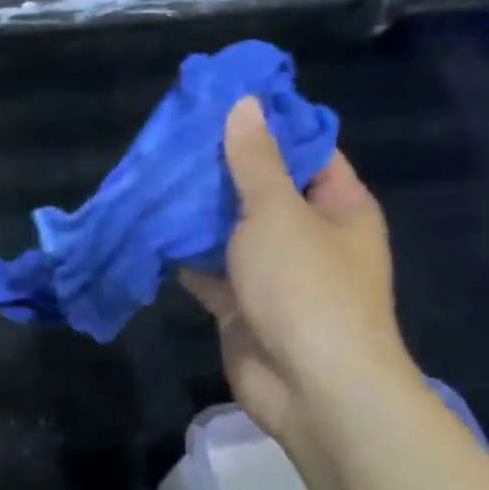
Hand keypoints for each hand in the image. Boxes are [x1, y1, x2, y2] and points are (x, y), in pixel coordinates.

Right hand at [180, 95, 415, 451]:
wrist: (309, 384)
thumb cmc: (306, 286)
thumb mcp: (277, 212)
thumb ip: (255, 162)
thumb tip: (245, 105)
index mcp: (338, 207)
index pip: (307, 152)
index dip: (270, 128)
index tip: (222, 105)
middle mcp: (310, 237)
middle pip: (263, 191)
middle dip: (221, 171)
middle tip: (172, 141)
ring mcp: (274, 274)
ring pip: (231, 233)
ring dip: (197, 214)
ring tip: (153, 179)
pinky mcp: (241, 306)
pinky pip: (209, 271)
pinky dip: (184, 256)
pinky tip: (149, 231)